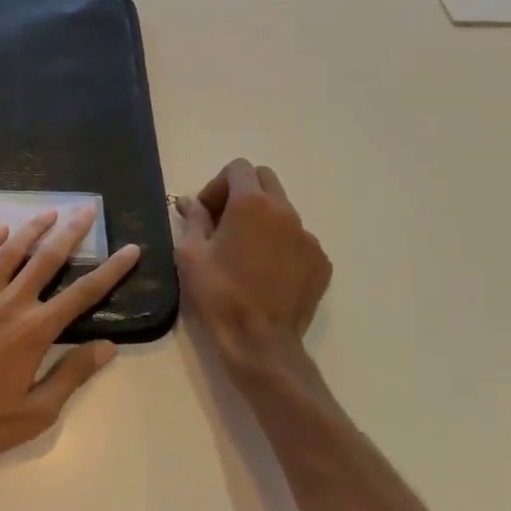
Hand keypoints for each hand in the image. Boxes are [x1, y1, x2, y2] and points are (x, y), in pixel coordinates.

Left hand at [0, 207, 140, 475]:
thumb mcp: (36, 412)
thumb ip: (72, 374)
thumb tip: (109, 346)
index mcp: (35, 331)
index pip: (83, 293)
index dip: (111, 270)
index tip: (130, 249)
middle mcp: (9, 304)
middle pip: (47, 259)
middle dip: (71, 231)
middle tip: (87, 209)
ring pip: (9, 252)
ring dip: (32, 229)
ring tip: (49, 212)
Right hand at [176, 159, 331, 358]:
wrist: (260, 342)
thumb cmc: (219, 294)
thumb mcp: (190, 254)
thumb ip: (193, 219)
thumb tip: (190, 202)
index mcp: (252, 204)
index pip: (238, 168)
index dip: (218, 185)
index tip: (207, 213)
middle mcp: (285, 211)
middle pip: (265, 180)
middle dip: (242, 193)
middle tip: (224, 223)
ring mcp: (308, 236)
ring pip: (283, 210)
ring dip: (262, 219)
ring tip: (245, 252)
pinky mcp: (320, 261)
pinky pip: (298, 239)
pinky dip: (281, 244)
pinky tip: (266, 272)